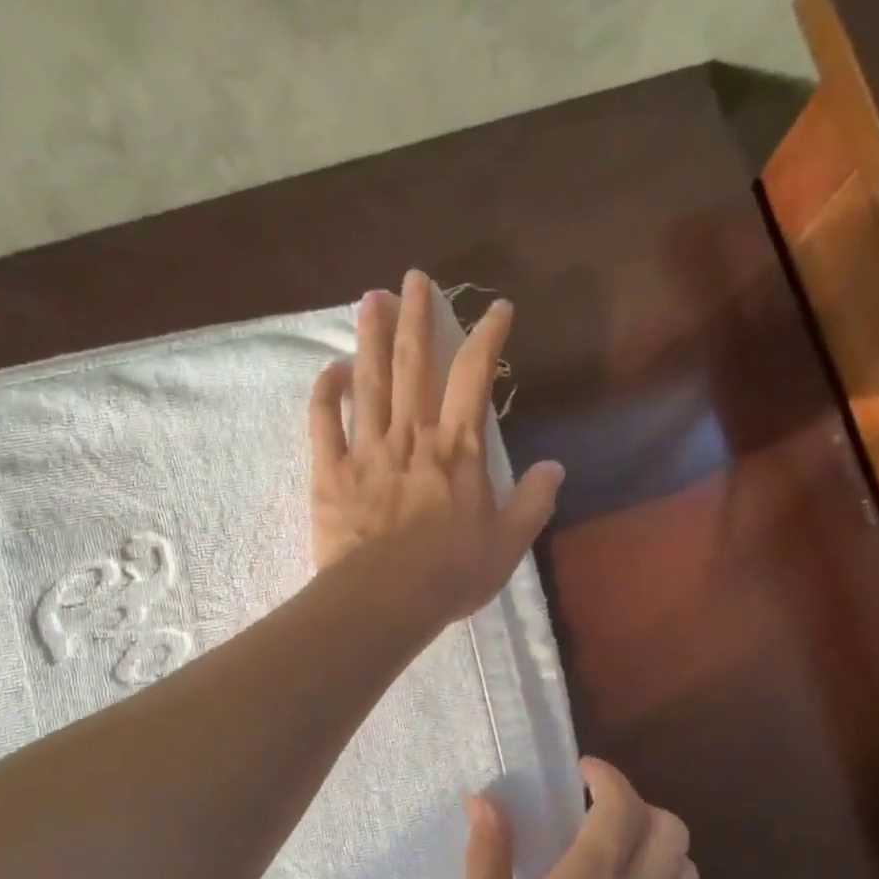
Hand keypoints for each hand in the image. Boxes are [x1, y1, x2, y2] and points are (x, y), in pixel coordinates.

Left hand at [309, 269, 563, 620]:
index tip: (497, 308)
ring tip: (369, 299)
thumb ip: (532, 503)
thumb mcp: (506, 545)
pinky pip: (323, 423)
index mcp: (457, 451)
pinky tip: (330, 370)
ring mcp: (366, 450)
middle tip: (413, 278)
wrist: (383, 601)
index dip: (487, 337)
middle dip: (416, 317)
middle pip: (413, 364)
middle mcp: (411, 437)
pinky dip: (325, 393)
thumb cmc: (449, 575)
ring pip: (367, 381)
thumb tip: (554, 467)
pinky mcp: (330, 472)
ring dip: (369, 337)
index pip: (474, 378)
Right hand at [458, 759, 699, 878]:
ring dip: (657, 841)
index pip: (620, 808)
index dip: (607, 777)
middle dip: (636, 804)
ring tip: (616, 850)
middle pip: (669, 826)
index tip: (582, 771)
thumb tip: (484, 803)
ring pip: (686, 863)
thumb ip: (486, 861)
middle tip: (596, 812)